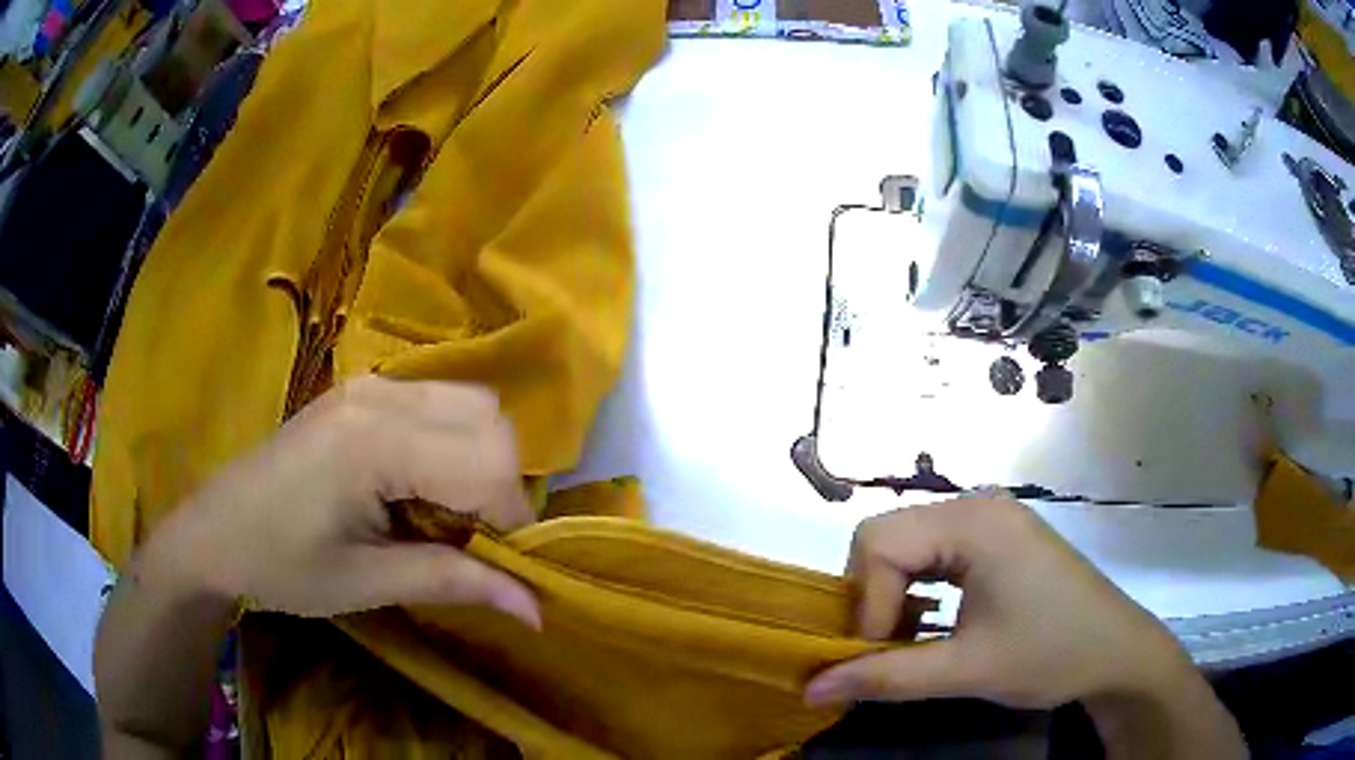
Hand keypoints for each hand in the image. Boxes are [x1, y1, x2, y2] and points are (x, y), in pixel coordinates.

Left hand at [136, 376, 540, 625]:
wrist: (215, 531)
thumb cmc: (282, 565)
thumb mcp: (367, 583)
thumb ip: (453, 582)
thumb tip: (538, 610)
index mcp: (374, 442)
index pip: (489, 463)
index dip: (511, 520)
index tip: (499, 567)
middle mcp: (380, 394)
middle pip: (491, 421)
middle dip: (502, 485)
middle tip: (474, 541)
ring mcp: (370, 384)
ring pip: (472, 404)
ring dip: (482, 460)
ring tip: (449, 513)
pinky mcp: (362, 390)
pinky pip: (439, 401)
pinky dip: (456, 441)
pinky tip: (422, 485)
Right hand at [804, 495, 1244, 757]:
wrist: (1118, 653)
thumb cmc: (1050, 653)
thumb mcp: (966, 670)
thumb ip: (884, 677)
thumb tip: (810, 689)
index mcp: (973, 521)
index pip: (878, 543)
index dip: (865, 602)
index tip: (879, 653)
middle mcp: (977, 505)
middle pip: (887, 537)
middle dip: (873, 596)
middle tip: (887, 648)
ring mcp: (990, 519)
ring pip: (908, 545)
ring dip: (894, 595)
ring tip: (907, 640)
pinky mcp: (999, 539)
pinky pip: (935, 552)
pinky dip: (919, 589)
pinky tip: (933, 623)